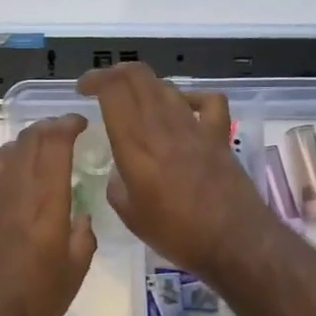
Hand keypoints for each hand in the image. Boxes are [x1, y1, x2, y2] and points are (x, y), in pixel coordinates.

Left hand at [0, 116, 96, 315]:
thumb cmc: (35, 304)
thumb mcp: (75, 272)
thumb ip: (82, 235)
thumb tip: (78, 215)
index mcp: (45, 202)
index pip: (54, 143)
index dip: (67, 125)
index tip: (81, 122)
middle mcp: (13, 190)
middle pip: (28, 140)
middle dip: (48, 127)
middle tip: (65, 131)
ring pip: (5, 151)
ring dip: (26, 141)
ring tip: (41, 148)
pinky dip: (7, 161)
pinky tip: (15, 175)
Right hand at [78, 63, 274, 276]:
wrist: (234, 242)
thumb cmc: (177, 235)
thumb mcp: (130, 216)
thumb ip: (117, 185)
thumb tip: (119, 172)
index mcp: (136, 145)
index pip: (113, 91)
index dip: (94, 80)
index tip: (82, 89)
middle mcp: (163, 126)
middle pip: (138, 76)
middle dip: (114, 72)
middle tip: (101, 86)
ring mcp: (195, 127)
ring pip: (166, 86)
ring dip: (145, 86)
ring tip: (134, 101)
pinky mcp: (219, 135)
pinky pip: (207, 100)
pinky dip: (191, 97)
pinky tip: (183, 109)